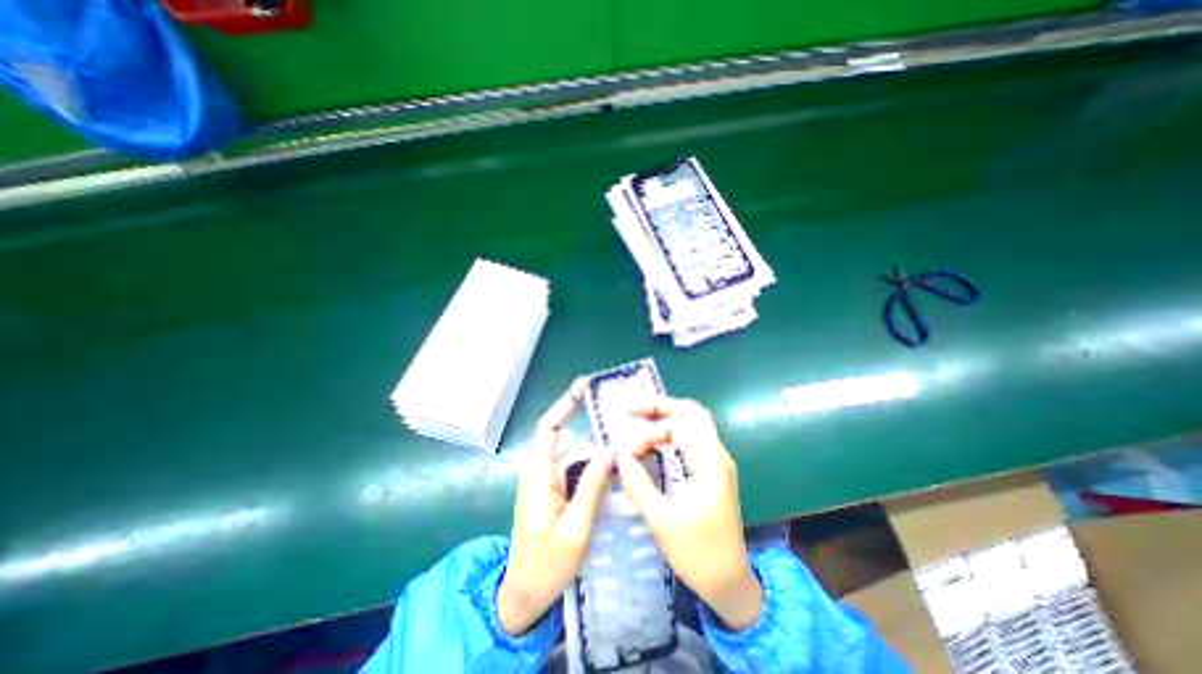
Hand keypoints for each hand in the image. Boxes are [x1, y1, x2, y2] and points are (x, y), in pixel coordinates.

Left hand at [500, 380, 614, 637]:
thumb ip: (590, 488)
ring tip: (621, 445)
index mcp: (538, 475)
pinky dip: (591, 463)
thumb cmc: (545, 566)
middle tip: (618, 420)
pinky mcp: (554, 491)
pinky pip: (574, 469)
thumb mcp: (574, 529)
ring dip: (593, 448)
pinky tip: (610, 467)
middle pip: (564, 437)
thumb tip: (609, 452)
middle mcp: (540, 471)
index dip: (564, 404)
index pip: (548, 428)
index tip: (583, 386)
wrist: (523, 597)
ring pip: (572, 454)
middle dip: (588, 425)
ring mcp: (546, 482)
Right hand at [614, 397, 764, 628]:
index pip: (677, 428)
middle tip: (632, 408)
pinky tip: (654, 438)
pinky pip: (692, 439)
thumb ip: (638, 485)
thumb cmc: (699, 553)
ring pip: (694, 423)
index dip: (648, 434)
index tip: (626, 454)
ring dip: (667, 416)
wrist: (730, 583)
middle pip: (692, 412)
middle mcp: (717, 454)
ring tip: (639, 416)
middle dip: (661, 406)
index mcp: (710, 462)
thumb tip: (619, 457)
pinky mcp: (712, 471)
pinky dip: (672, 432)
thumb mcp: (662, 521)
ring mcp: (716, 461)